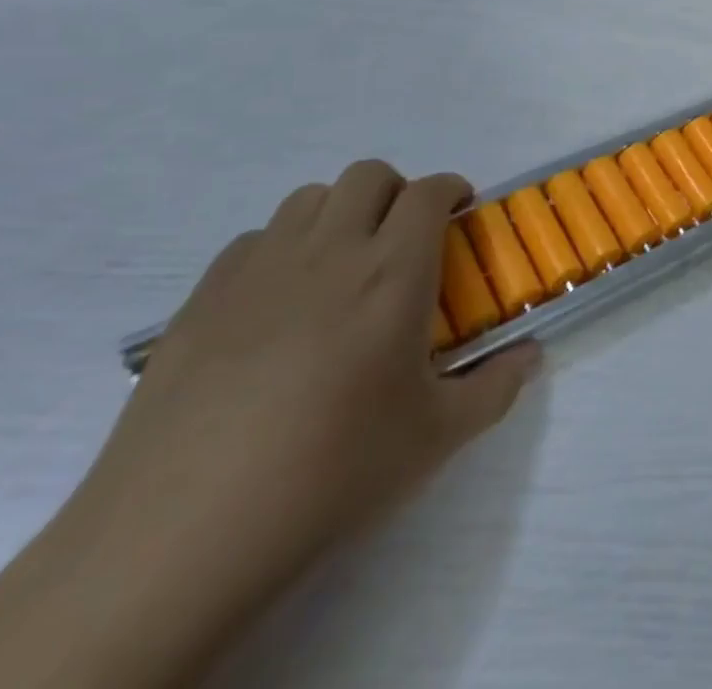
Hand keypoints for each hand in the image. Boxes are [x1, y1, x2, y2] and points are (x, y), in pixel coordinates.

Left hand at [71, 161, 538, 627]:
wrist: (181, 536)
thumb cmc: (330, 473)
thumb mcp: (435, 438)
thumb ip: (496, 387)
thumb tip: (530, 356)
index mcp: (392, 272)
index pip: (429, 192)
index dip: (452, 190)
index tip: (460, 214)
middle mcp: (330, 251)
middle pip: (368, 175)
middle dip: (397, 192)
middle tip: (404, 241)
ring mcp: (258, 270)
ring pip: (309, 198)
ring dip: (339, 213)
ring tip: (342, 267)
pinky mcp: (201, 300)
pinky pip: (252, 240)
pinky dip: (280, 249)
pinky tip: (278, 306)